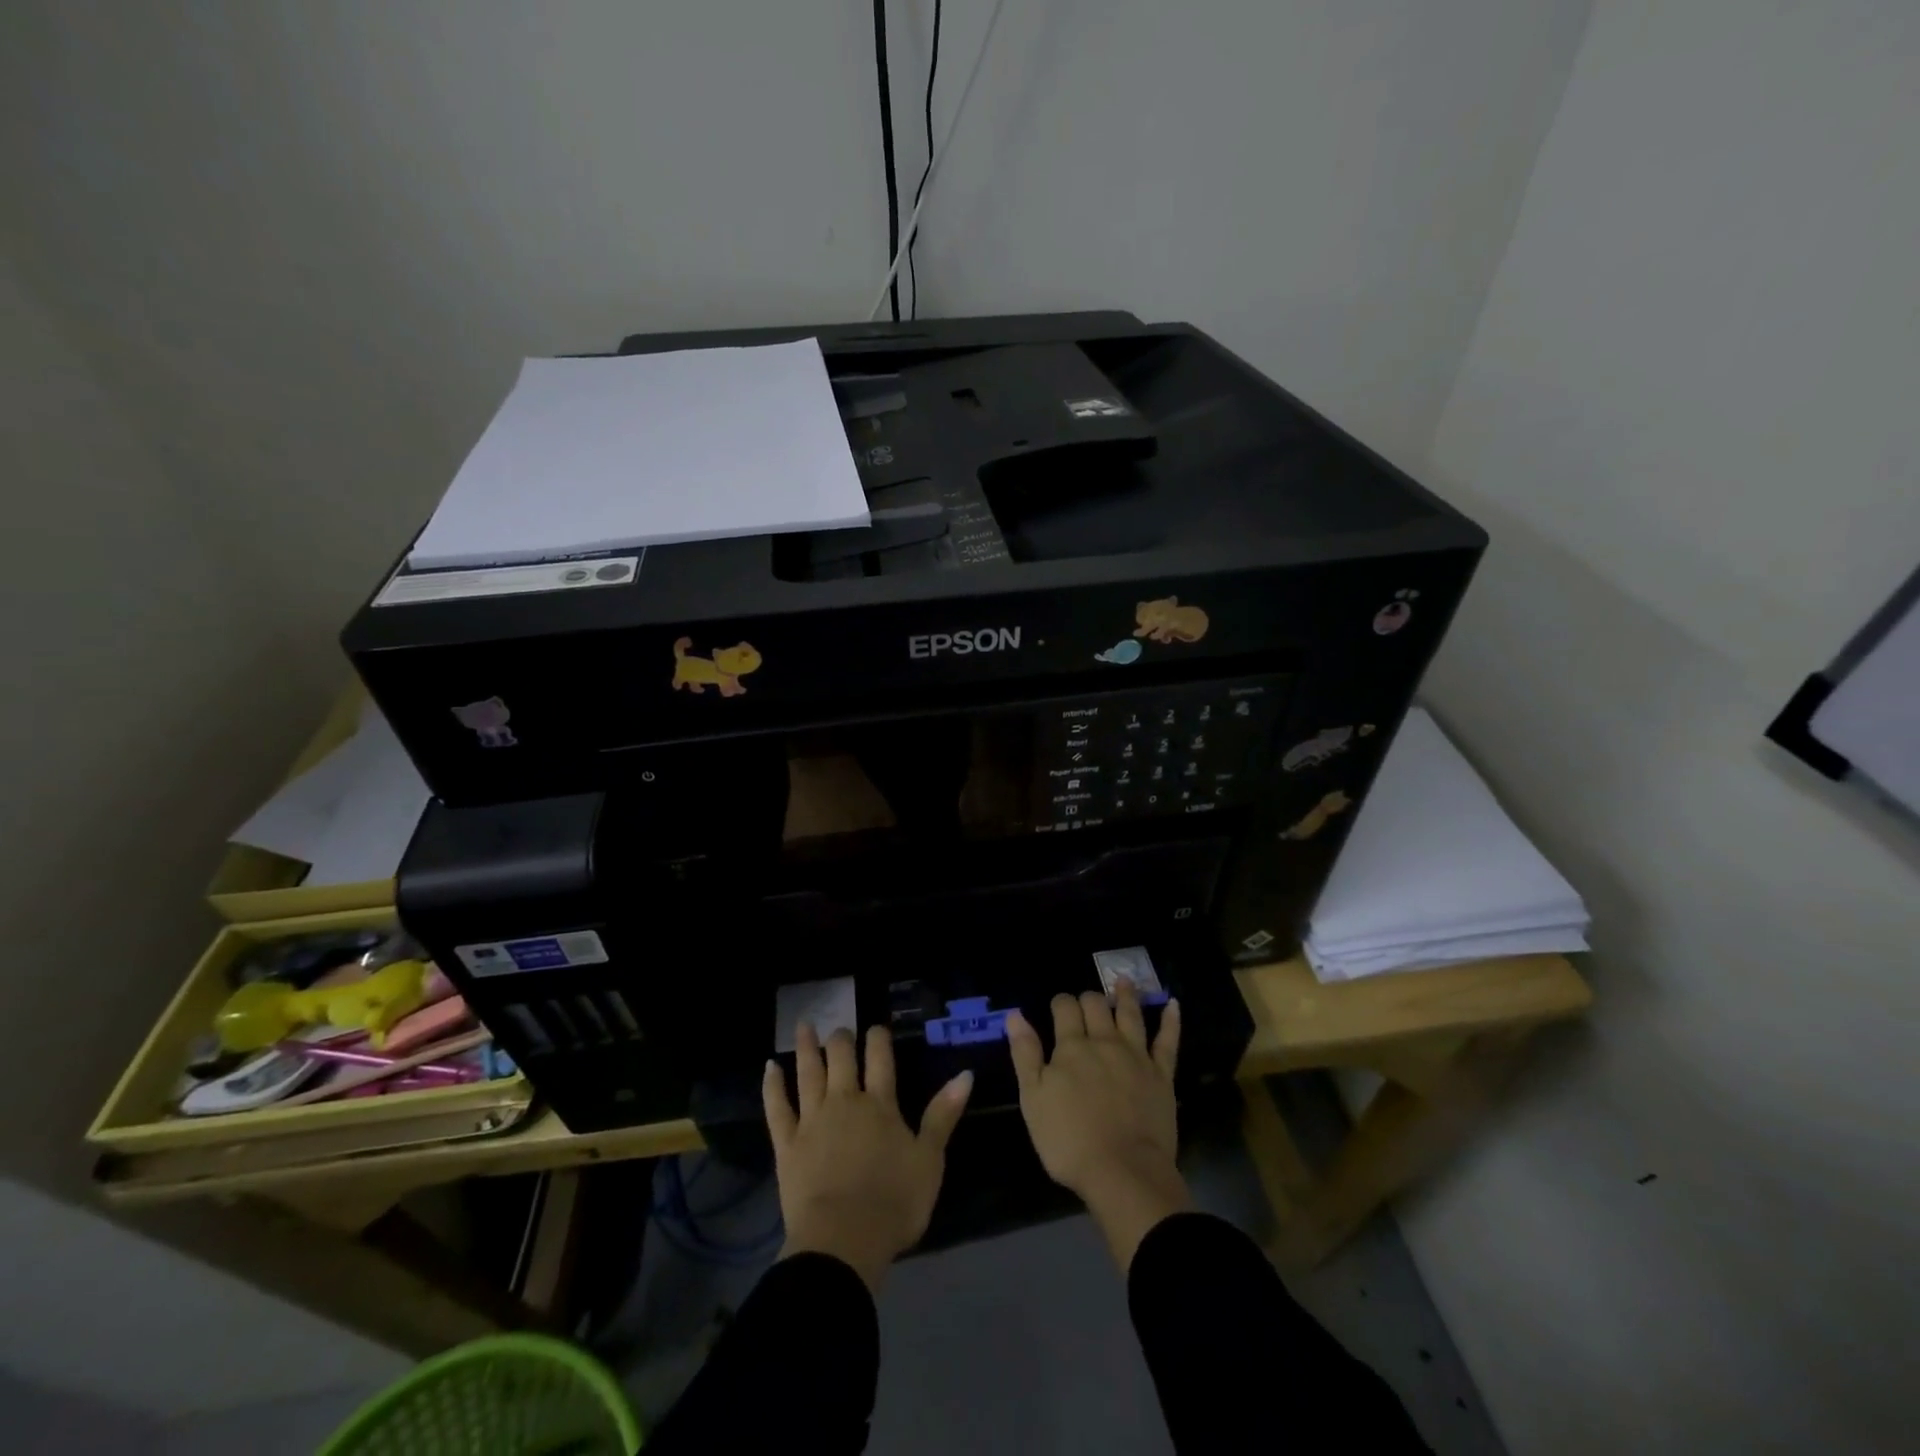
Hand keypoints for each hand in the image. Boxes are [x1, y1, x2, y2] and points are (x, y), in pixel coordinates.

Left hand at [762, 1022, 972, 1292]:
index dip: (878, 1039)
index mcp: (880, 1105)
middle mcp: (845, 1102)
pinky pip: (777, 1107)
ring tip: (803, 1025)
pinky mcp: (787, 1144)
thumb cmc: (894, 1203)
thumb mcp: (930, 1160)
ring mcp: (812, 1120)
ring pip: (808, 1073)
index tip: (876, 1028)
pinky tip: (770, 1067)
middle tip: (841, 1030)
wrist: (843, 1241)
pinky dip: (772, 1085)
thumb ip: (943, 1114)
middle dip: (842, 1040)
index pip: (880, 1059)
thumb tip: (966, 1074)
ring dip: (806, 1047)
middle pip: (841, 1058)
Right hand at [1006, 983, 1192, 1269]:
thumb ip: (1025, 1054)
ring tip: (1124, 980)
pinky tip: (1173, 1005)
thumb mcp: (1033, 1099)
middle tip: (1085, 1002)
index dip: (1060, 1003)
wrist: (1123, 1172)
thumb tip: (1015, 1015)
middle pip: (1096, 1005)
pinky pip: (1168, 1041)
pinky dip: (1171, 1021)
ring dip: (1126, 995)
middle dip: (1088, 998)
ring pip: (1131, 1014)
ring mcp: (1136, 1056)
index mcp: (1072, 1047)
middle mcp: (1105, 1042)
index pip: (1065, 1008)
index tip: (1058, 1007)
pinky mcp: (1162, 1075)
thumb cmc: (1069, 1140)